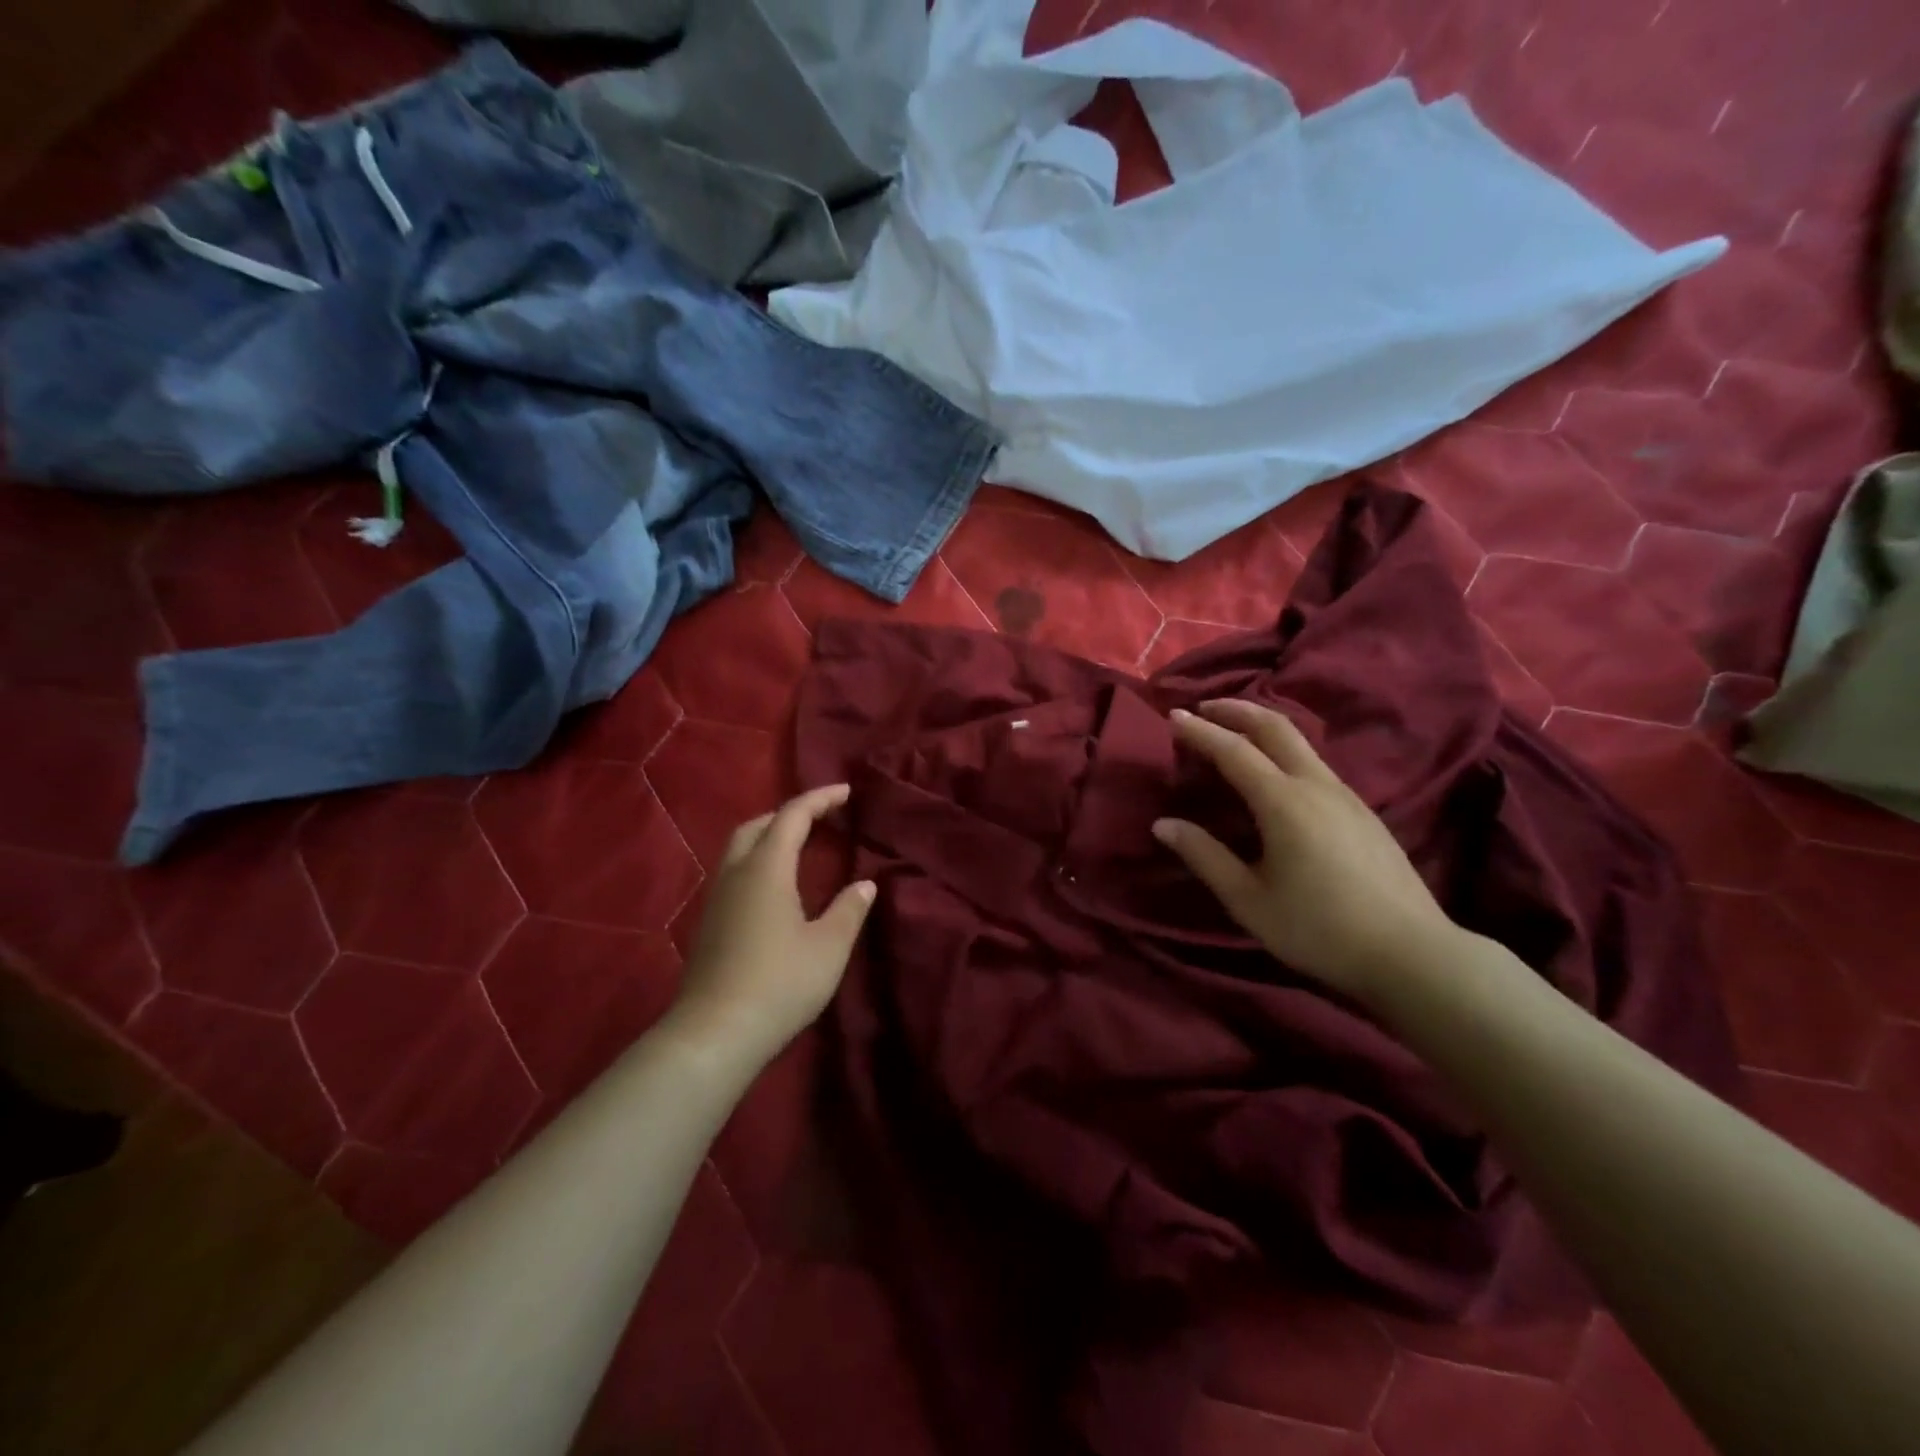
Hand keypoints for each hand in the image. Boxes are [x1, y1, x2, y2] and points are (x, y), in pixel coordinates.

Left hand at [670, 784, 875, 1065]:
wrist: (715, 1034)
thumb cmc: (779, 983)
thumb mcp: (828, 947)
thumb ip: (849, 910)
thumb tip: (865, 885)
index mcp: (766, 869)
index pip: (792, 816)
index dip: (819, 799)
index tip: (845, 792)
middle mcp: (736, 873)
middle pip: (758, 825)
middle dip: (789, 814)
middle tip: (821, 818)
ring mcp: (717, 898)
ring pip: (740, 849)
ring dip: (770, 837)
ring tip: (801, 847)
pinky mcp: (709, 923)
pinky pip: (735, 873)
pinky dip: (758, 862)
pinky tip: (776, 888)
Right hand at [1152, 701, 1457, 1000]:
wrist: (1412, 953)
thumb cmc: (1319, 929)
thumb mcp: (1249, 900)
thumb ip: (1205, 856)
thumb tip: (1163, 825)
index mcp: (1284, 802)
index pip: (1233, 750)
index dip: (1200, 731)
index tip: (1173, 716)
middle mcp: (1317, 785)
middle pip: (1275, 727)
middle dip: (1236, 710)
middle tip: (1203, 707)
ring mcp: (1346, 795)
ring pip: (1300, 742)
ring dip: (1262, 727)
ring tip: (1233, 734)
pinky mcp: (1363, 811)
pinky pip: (1315, 763)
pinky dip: (1283, 750)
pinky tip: (1274, 774)